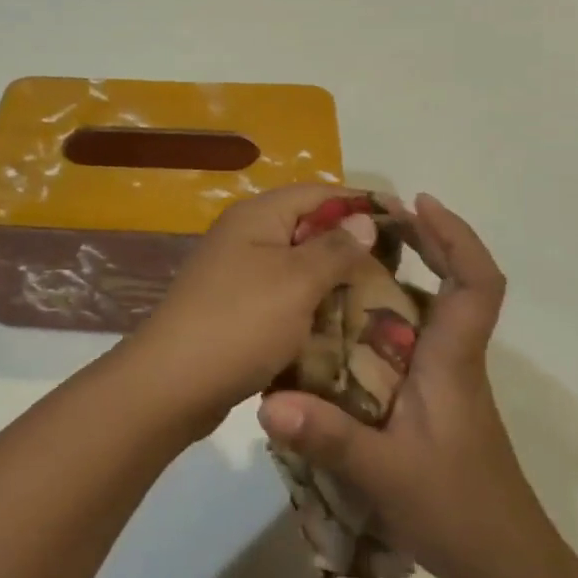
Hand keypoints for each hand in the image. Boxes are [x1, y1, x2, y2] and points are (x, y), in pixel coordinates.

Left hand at [122, 184, 378, 435]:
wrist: (171, 384)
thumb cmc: (239, 323)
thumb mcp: (295, 281)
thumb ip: (333, 249)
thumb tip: (364, 220)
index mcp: (258, 216)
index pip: (320, 193)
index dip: (362, 205)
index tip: (406, 224)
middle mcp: (245, 236)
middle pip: (308, 229)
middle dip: (351, 247)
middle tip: (396, 271)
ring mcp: (237, 273)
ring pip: (297, 266)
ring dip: (332, 281)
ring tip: (377, 300)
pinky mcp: (236, 307)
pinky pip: (283, 297)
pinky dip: (310, 307)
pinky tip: (338, 327)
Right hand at [257, 193, 569, 577]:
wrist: (507, 572)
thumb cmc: (458, 514)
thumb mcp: (385, 476)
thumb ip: (328, 438)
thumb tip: (267, 402)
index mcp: (452, 360)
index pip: (477, 282)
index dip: (456, 236)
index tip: (418, 204)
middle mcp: (453, 360)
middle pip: (455, 284)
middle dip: (422, 244)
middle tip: (367, 223)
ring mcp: (446, 383)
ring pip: (431, 313)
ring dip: (400, 278)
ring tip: (344, 263)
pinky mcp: (433, 404)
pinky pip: (411, 343)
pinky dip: (384, 320)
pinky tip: (341, 332)